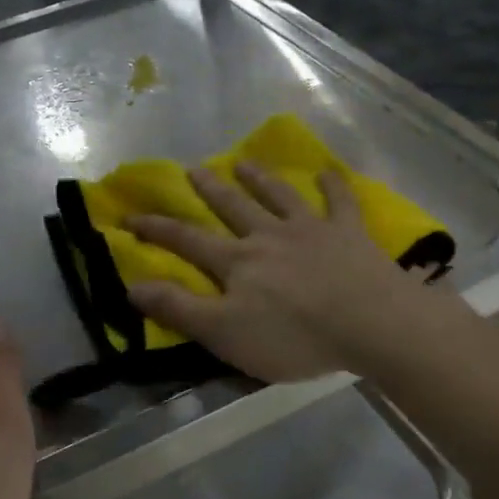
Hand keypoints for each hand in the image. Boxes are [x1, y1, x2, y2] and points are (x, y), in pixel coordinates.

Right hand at [125, 164, 453, 383]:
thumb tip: (132, 286)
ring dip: (260, 178)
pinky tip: (327, 172)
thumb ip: (179, 309)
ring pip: (279, 196)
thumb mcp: (224, 333)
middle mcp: (269, 236)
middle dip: (209, 190)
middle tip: (192, 169)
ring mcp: (311, 229)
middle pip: (233, 207)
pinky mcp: (349, 233)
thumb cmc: (293, 336)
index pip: (187, 241)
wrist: (368, 323)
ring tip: (243, 161)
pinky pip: (339, 201)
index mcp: (237, 262)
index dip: (156, 229)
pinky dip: (332, 185)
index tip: (130, 216)